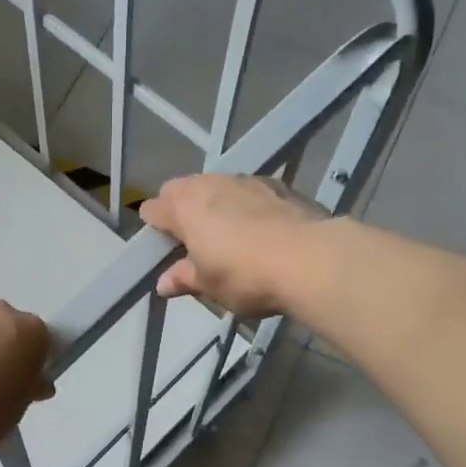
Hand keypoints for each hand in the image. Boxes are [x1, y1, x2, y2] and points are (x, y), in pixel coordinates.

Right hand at [139, 174, 330, 316]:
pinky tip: (260, 231)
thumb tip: (164, 282)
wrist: (311, 259)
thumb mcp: (209, 286)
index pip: (154, 208)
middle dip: (182, 210)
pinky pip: (250, 192)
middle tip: (192, 242)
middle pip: (184, 190)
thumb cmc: (246, 276)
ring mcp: (247, 180)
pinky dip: (247, 206)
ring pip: (218, 187)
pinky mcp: (279, 185)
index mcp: (185, 207)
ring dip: (216, 205)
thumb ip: (183, 279)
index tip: (162, 247)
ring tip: (228, 235)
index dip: (154, 227)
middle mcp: (211, 183)